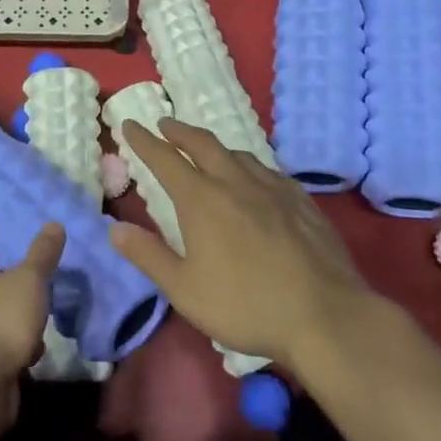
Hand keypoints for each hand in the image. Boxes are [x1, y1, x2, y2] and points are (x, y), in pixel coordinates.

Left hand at [0, 223, 63, 421]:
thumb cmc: (3, 318)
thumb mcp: (30, 279)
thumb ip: (42, 253)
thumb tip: (54, 223)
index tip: (18, 256)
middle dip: (13, 289)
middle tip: (38, 287)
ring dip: (19, 320)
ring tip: (42, 320)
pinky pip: (5, 347)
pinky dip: (19, 347)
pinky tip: (35, 352)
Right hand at [109, 119, 373, 373]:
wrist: (325, 315)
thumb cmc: (245, 305)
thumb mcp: (184, 289)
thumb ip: (148, 255)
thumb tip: (114, 228)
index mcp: (201, 200)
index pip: (164, 159)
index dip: (144, 141)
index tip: (130, 124)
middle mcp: (235, 183)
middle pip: (203, 144)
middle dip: (179, 131)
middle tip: (165, 125)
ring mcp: (273, 188)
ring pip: (238, 154)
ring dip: (214, 146)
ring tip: (206, 150)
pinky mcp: (302, 201)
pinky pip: (267, 170)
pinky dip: (248, 165)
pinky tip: (254, 179)